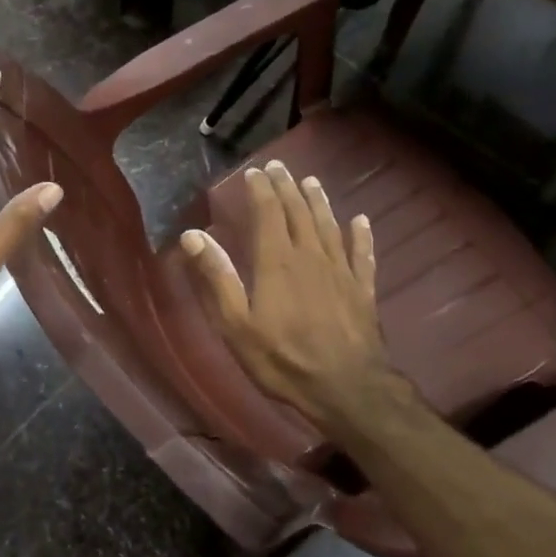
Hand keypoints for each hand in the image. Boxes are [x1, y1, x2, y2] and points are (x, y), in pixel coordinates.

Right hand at [180, 160, 411, 436]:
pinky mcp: (364, 290)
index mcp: (277, 261)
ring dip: (319, 202)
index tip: (254, 171)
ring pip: (329, 226)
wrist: (348, 390)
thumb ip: (217, 277)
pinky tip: (361, 221)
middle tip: (280, 166)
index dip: (261, 190)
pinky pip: (363, 254)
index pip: (268, 213)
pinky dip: (361, 236)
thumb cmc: (284, 359)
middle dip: (287, 187)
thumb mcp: (236, 324)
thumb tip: (192, 235)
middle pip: (299, 212)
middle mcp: (311, 256)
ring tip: (312, 182)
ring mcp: (341, 271)